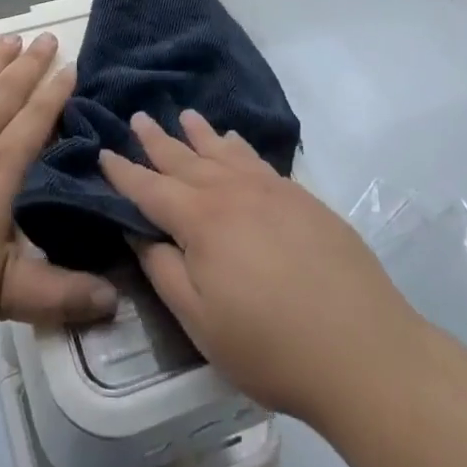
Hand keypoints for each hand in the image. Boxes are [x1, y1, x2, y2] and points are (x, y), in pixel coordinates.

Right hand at [100, 109, 414, 425]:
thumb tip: (139, 232)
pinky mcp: (302, 198)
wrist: (363, 349)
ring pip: (224, 152)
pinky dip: (239, 147)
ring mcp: (271, 191)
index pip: (151, 189)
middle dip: (158, 140)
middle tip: (138, 117)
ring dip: (200, 134)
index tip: (104, 151)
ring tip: (185, 117)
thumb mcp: (200, 321)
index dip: (124, 172)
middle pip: (185, 159)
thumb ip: (164, 271)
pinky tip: (235, 142)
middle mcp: (232, 192)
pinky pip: (258, 160)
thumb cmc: (270, 346)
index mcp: (200, 221)